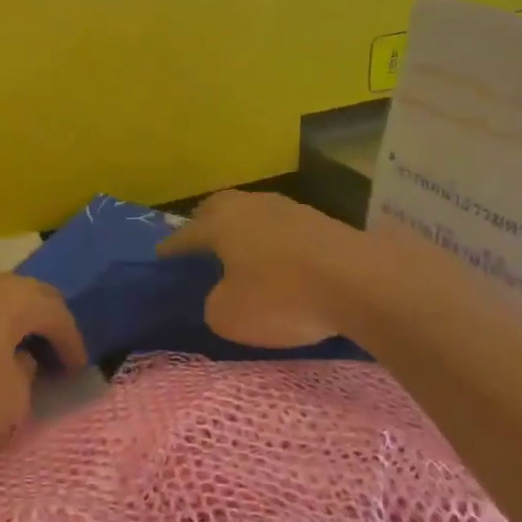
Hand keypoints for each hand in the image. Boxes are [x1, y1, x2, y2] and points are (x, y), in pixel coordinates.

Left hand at [0, 273, 85, 452]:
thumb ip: (26, 383)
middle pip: (26, 296)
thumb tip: (19, 365)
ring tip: (10, 357)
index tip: (79, 370)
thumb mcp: (8, 403)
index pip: (58, 312)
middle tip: (53, 354)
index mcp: (14, 297)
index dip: (74, 342)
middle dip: (44, 325)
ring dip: (8, 327)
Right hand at [158, 190, 367, 348]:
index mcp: (221, 222)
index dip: (172, 248)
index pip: (186, 234)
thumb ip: (214, 304)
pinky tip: (279, 260)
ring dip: (244, 232)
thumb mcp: (230, 316)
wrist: (361, 281)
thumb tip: (222, 295)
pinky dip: (274, 243)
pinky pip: (283, 229)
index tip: (161, 255)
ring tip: (240, 253)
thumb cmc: (282, 295)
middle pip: (219, 209)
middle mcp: (251, 206)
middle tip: (199, 244)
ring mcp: (289, 208)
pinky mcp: (321, 221)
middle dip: (206, 225)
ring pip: (254, 215)